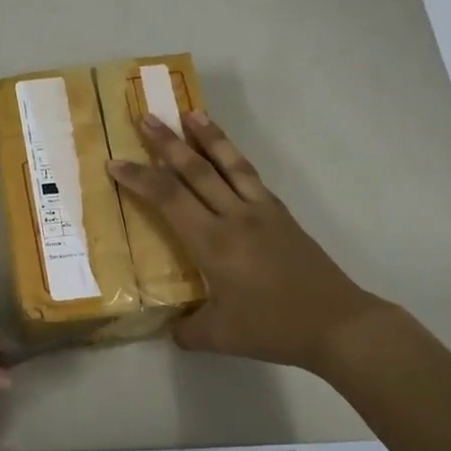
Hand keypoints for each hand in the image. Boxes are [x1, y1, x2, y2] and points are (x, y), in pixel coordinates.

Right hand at [108, 112, 386, 373]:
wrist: (336, 323)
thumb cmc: (273, 328)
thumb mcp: (220, 338)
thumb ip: (188, 330)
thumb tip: (173, 328)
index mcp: (213, 243)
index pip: (168, 199)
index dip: (139, 178)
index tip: (115, 162)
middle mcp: (234, 217)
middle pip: (195, 170)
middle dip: (166, 143)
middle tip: (146, 118)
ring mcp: (261, 211)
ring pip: (228, 164)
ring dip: (207, 136)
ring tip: (190, 113)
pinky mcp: (281, 214)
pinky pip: (251, 176)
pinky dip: (234, 158)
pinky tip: (228, 154)